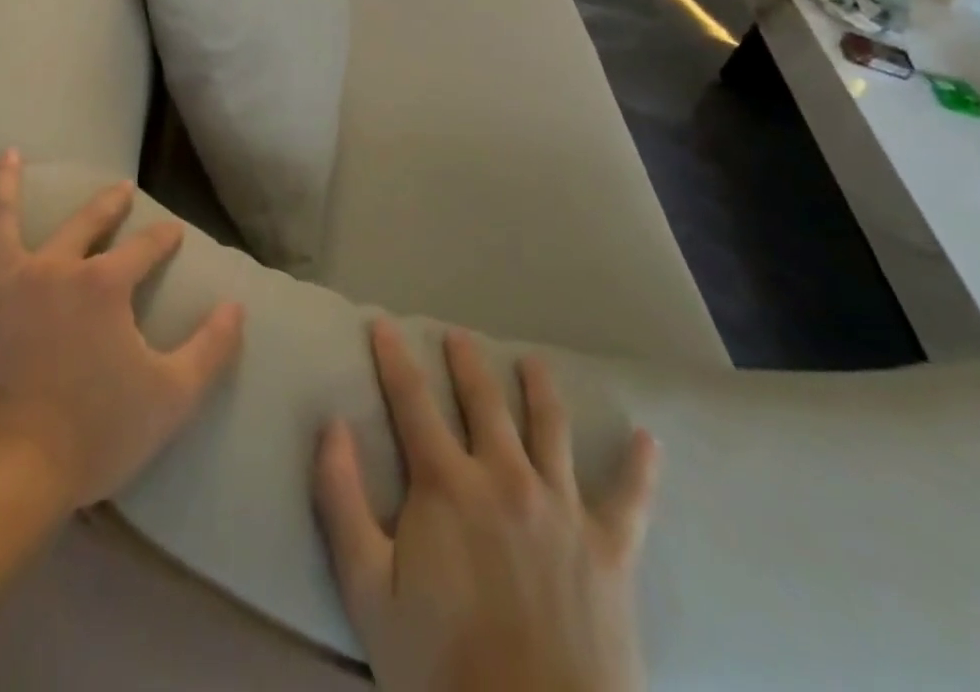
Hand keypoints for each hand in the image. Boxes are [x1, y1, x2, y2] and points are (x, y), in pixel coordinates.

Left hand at [0, 150, 245, 513]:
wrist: (8, 472)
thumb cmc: (94, 433)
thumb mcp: (171, 396)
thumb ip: (210, 348)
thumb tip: (237, 307)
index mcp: (104, 285)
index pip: (145, 250)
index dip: (162, 239)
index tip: (173, 231)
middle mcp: (54, 269)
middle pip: (85, 225)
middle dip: (107, 206)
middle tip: (119, 190)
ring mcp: (2, 285)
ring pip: (2, 221)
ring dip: (7, 185)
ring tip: (7, 155)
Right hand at [315, 320, 659, 691]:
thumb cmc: (441, 670)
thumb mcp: (367, 591)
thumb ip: (341, 500)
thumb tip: (332, 425)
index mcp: (446, 483)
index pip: (411, 400)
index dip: (393, 357)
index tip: (383, 323)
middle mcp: (505, 477)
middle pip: (483, 401)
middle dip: (466, 362)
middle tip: (458, 335)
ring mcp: (562, 509)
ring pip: (550, 427)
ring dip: (539, 388)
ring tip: (533, 362)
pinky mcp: (610, 550)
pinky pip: (630, 500)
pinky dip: (640, 468)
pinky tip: (648, 440)